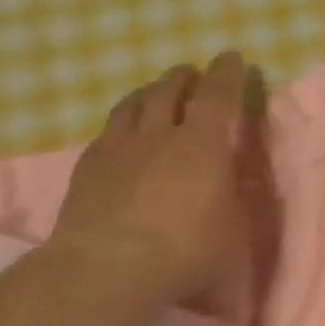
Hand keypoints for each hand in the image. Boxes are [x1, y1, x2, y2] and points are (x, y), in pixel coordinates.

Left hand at [47, 51, 277, 317]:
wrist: (108, 269)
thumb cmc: (186, 251)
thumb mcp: (235, 230)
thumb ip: (237, 198)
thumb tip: (237, 176)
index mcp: (203, 144)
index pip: (218, 95)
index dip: (228, 73)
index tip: (232, 56)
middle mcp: (159, 135)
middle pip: (169, 91)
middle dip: (184, 77)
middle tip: (191, 72)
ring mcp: (117, 149)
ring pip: (132, 105)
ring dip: (148, 92)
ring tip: (154, 91)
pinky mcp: (87, 168)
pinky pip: (106, 133)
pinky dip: (120, 125)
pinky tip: (119, 134)